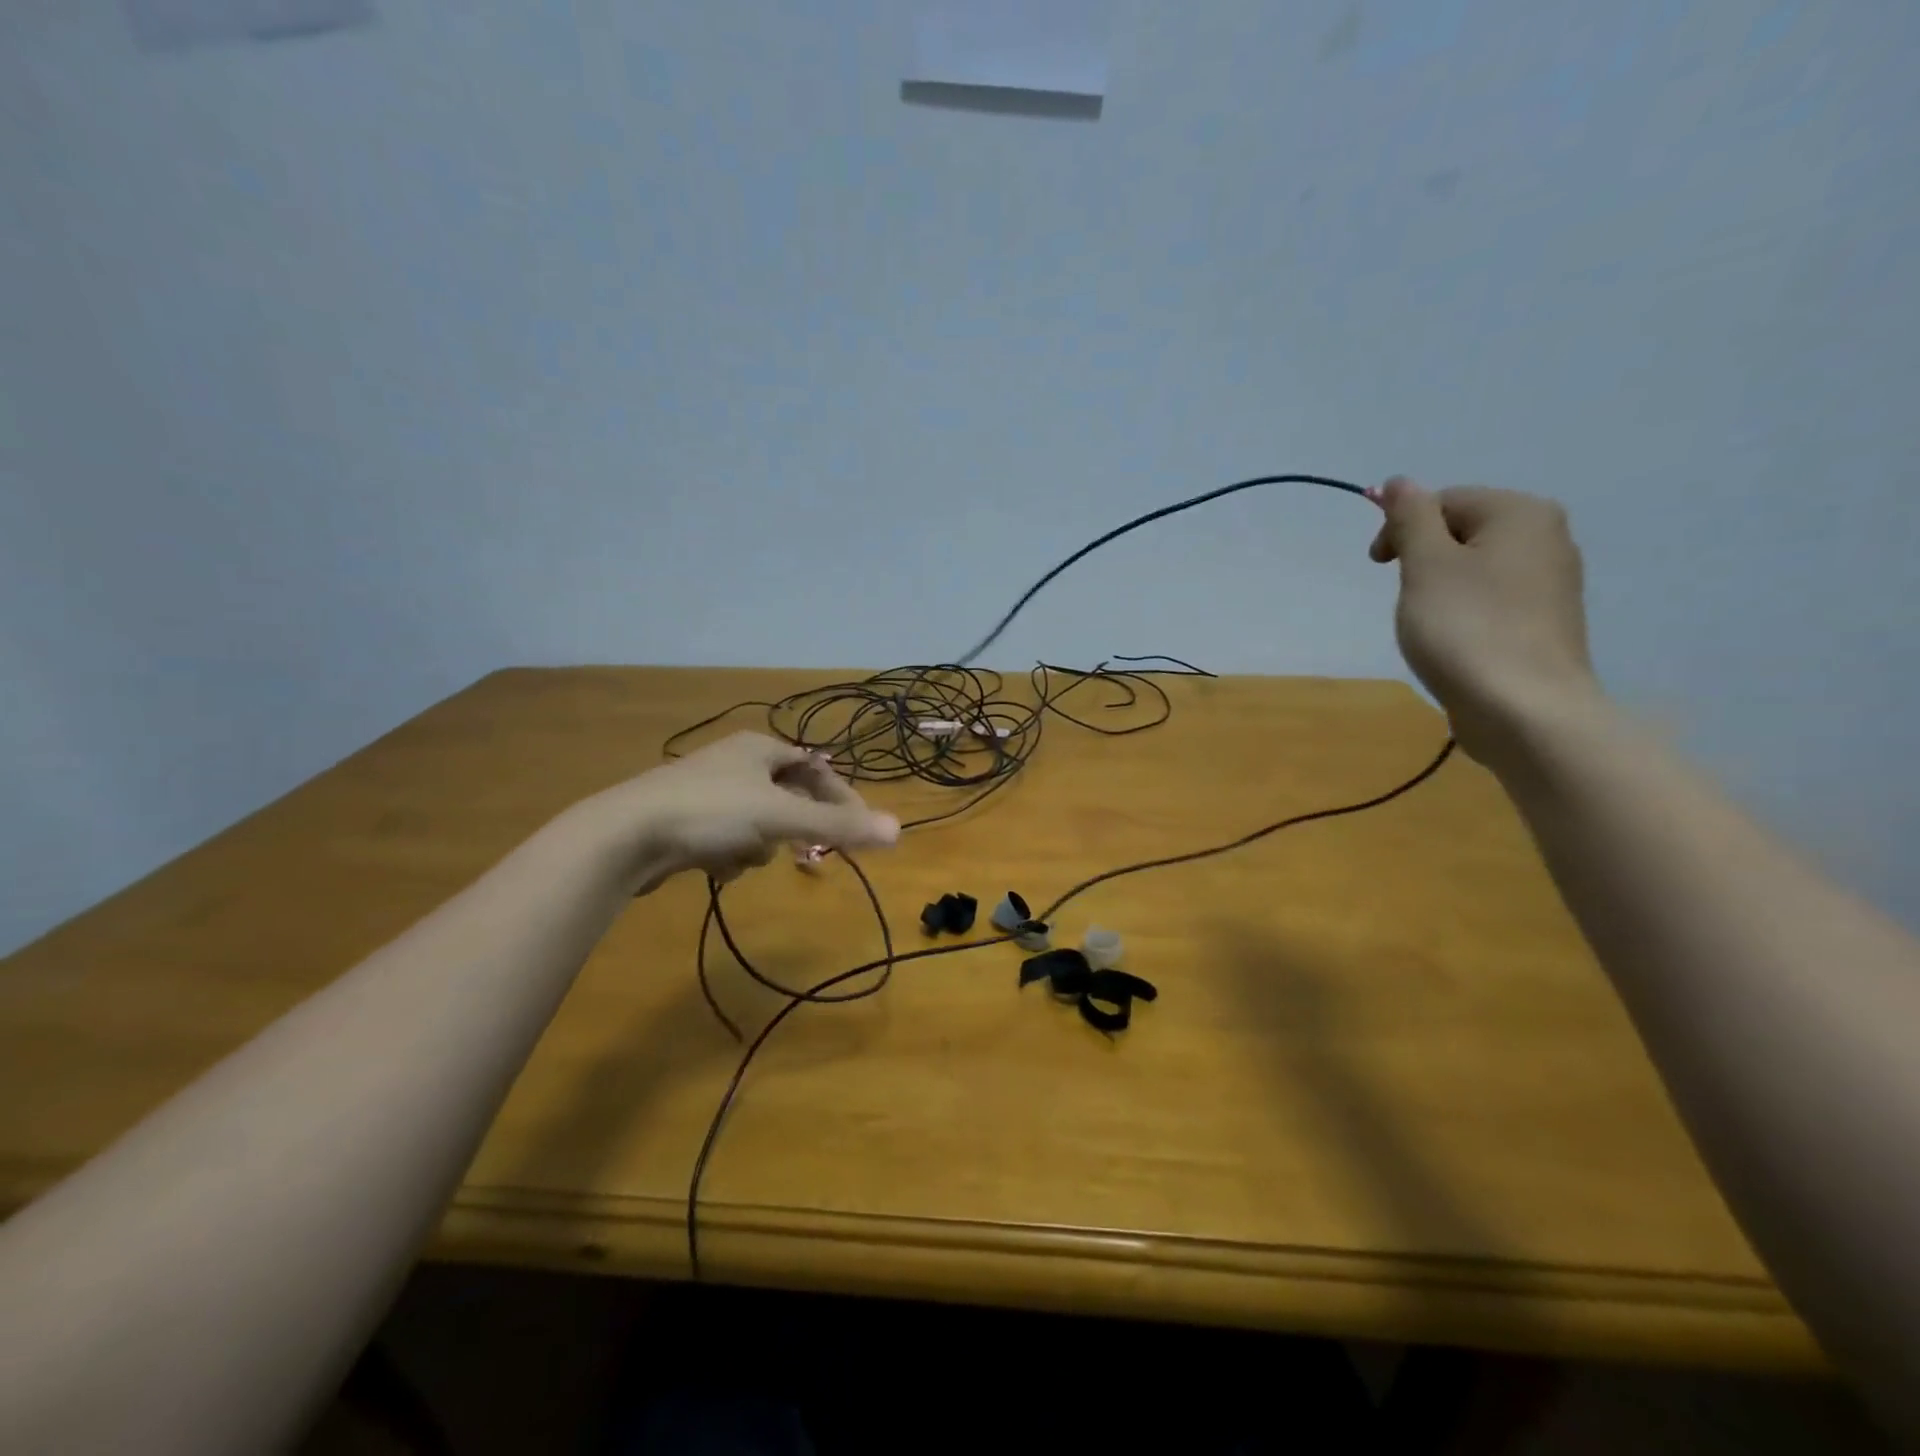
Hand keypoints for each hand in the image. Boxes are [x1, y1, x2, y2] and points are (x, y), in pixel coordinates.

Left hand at [591, 733, 899, 894]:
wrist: (625, 836)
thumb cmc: (710, 812)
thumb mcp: (780, 817)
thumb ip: (838, 825)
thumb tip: (898, 830)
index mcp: (760, 748)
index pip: (817, 768)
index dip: (841, 798)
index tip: (856, 830)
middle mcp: (736, 762)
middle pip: (789, 797)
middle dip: (794, 827)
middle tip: (803, 851)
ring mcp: (708, 791)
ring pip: (759, 823)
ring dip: (759, 846)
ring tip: (743, 857)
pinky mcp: (686, 821)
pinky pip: (729, 839)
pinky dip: (730, 855)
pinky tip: (714, 867)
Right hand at [1368, 477, 1601, 764]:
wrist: (1523, 709)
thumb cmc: (1466, 628)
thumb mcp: (1425, 565)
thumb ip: (1410, 517)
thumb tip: (1398, 482)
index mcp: (1520, 513)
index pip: (1444, 501)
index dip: (1401, 528)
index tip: (1377, 567)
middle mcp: (1547, 537)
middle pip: (1463, 531)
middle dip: (1423, 558)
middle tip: (1404, 597)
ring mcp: (1553, 582)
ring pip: (1476, 567)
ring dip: (1440, 587)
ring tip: (1427, 624)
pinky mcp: (1546, 622)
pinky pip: (1493, 599)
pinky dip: (1464, 611)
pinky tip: (1455, 641)